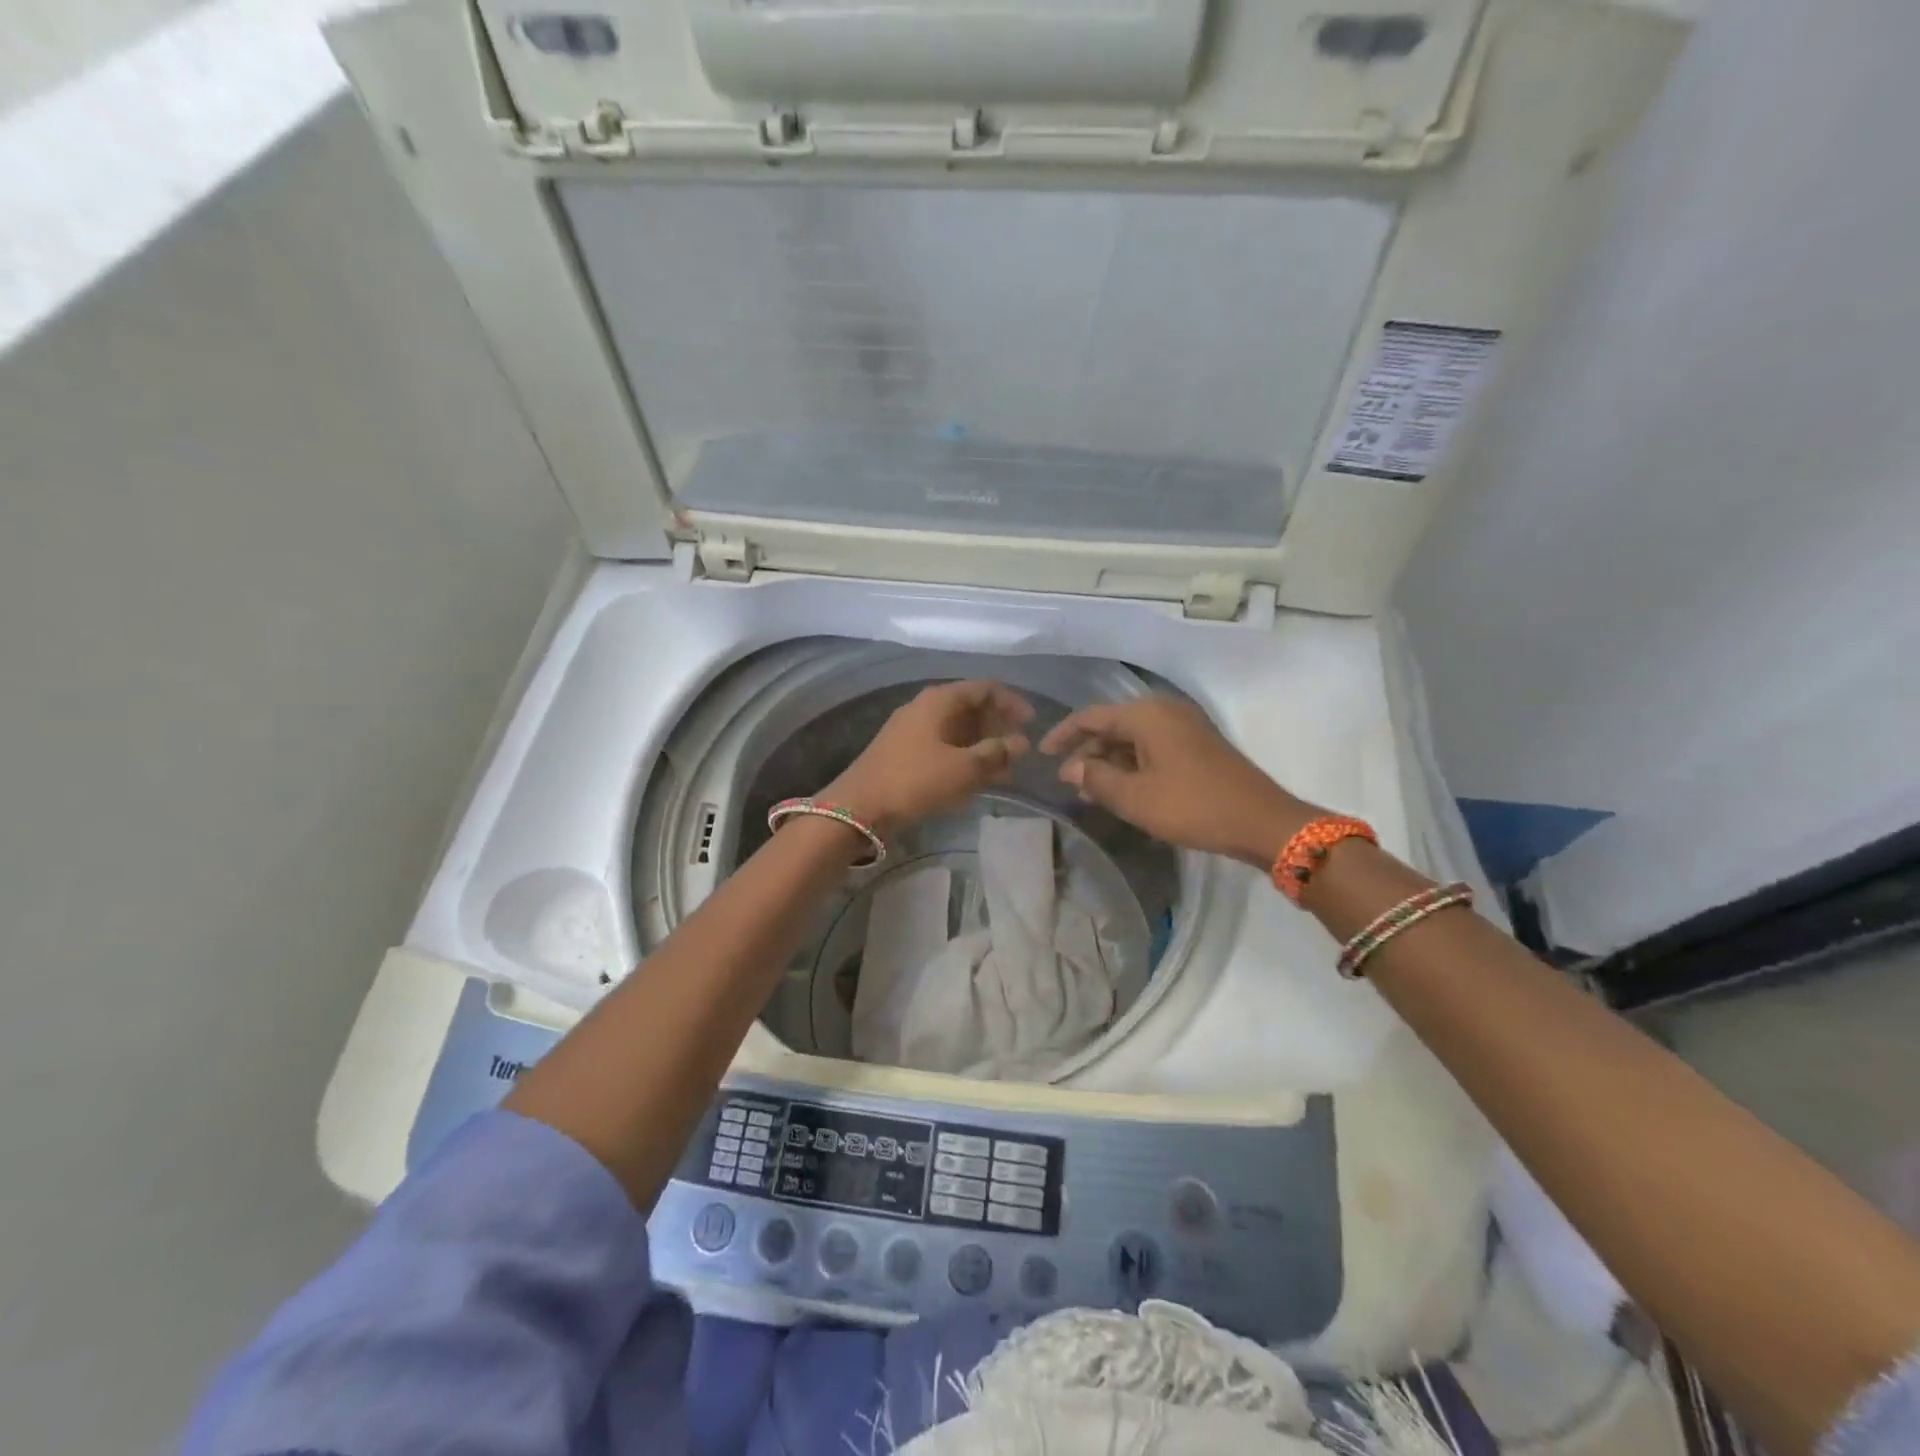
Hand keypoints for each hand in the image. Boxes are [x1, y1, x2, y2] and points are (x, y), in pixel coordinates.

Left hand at [824, 681, 1034, 837]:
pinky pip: (943, 746)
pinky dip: (964, 756)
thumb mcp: (963, 768)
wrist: (859, 808)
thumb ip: (995, 753)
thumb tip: (1020, 743)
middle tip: (1019, 748)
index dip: (1011, 702)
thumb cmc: (915, 781)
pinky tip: (977, 777)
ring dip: (982, 744)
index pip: (984, 688)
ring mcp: (912, 730)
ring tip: (1005, 767)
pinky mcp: (904, 752)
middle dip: (998, 725)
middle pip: (970, 707)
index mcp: (939, 700)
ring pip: (957, 729)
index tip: (1031, 723)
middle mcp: (925, 707)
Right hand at [1039, 697, 1318, 866]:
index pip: (1091, 716)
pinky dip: (1132, 765)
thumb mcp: (1135, 798)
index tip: (1042, 754)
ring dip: (1110, 762)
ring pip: (1133, 738)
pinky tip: (1123, 789)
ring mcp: (1185, 727)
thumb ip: (1096, 779)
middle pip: (1113, 725)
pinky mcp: (1197, 745)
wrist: (1261, 822)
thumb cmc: (1192, 806)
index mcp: (1147, 715)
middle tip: (1068, 782)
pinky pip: (1152, 747)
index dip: (1063, 734)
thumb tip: (1070, 768)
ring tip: (1091, 791)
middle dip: (1087, 752)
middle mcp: (1165, 711)